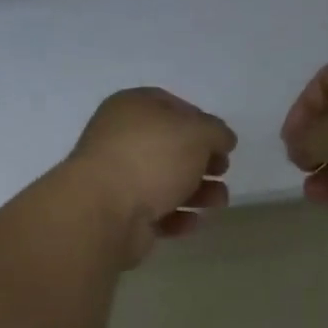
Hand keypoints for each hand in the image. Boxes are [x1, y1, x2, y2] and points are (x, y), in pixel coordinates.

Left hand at [65, 89, 235, 265]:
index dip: (200, 121)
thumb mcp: (198, 133)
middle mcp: (120, 138)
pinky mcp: (118, 213)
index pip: (171, 106)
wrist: (104, 210)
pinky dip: (176, 216)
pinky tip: (192, 221)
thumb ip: (216, 132)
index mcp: (132, 107)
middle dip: (202, 161)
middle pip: (170, 146)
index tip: (221, 141)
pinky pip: (154, 211)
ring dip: (197, 191)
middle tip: (223, 171)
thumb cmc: (152, 157)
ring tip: (218, 201)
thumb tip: (222, 139)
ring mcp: (117, 177)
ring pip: (165, 181)